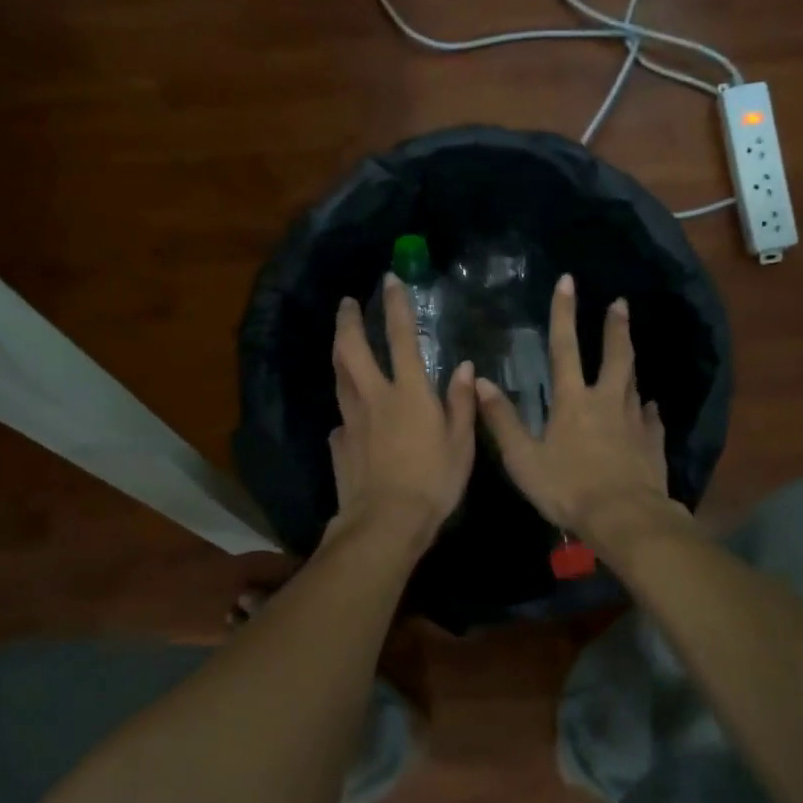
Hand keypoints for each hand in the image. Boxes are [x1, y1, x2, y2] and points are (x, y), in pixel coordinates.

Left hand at [327, 275, 476, 545]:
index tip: (390, 280)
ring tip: (341, 343)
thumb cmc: (433, 482)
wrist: (385, 522)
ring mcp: (351, 420)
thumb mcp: (461, 444)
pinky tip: (351, 417)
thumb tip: (463, 368)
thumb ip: (461, 403)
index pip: (400, 337)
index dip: (396, 305)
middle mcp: (374, 397)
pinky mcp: (339, 444)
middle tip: (346, 304)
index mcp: (408, 392)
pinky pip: (341, 419)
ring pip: (339, 377)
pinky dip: (347, 409)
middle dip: (347, 321)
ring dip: (339, 354)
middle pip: (351, 349)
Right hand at [475, 274, 674, 540]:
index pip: (565, 348)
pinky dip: (648, 410)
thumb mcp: (522, 458)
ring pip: (634, 383)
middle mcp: (606, 401)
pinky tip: (650, 407)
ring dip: (630, 361)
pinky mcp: (653, 444)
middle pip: (615, 356)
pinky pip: (651, 419)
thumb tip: (482, 381)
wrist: (624, 518)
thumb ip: (502, 420)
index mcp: (573, 401)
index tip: (568, 282)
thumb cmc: (567, 488)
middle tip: (620, 303)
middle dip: (615, 327)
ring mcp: (634, 421)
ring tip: (631, 346)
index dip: (563, 313)